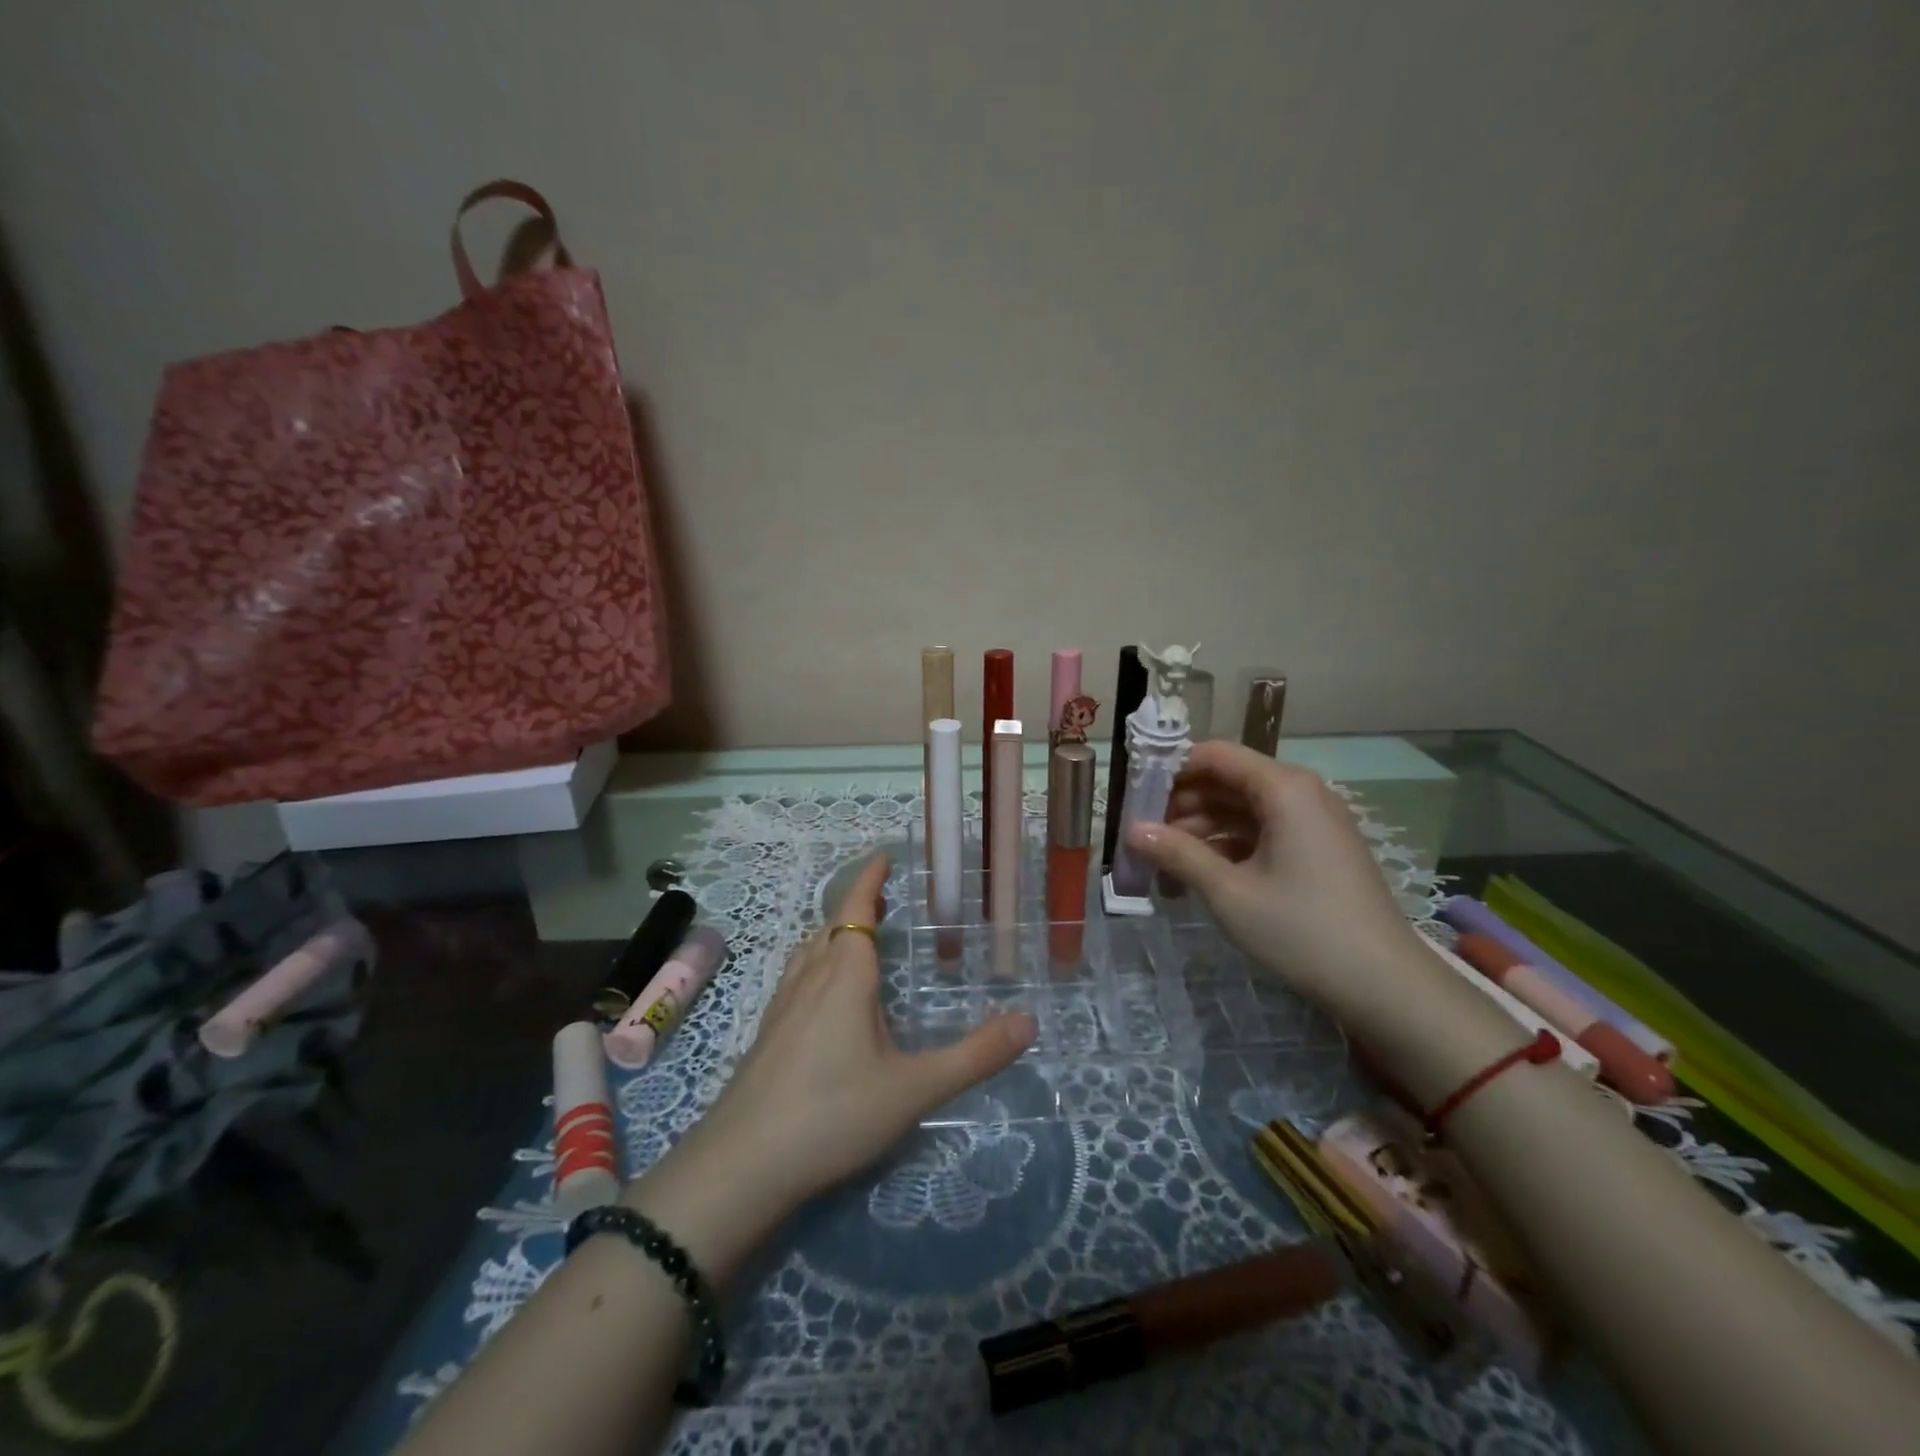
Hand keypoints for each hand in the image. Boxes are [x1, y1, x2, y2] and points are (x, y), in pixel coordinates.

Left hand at [681, 854, 1034, 1213]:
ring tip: (857, 941)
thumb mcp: (914, 1089)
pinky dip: (817, 965)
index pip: (855, 910)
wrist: (742, 1166)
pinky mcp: (767, 1036)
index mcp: (844, 977)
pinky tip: (824, 999)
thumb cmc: (833, 1114)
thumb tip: (1029, 1021)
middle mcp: (809, 981)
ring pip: (809, 953)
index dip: (869, 880)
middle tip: (885, 902)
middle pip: (831, 928)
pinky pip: (796, 980)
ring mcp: (781, 1008)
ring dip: (834, 935)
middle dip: (857, 908)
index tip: (883, 856)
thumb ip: (974, 1057)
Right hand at [1123, 741, 1432, 1018]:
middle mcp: (1299, 792)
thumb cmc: (1302, 929)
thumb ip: (1177, 854)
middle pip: (1225, 781)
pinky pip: (1259, 833)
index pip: (1214, 755)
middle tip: (1142, 838)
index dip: (1169, 770)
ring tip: (1162, 867)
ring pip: (1239, 810)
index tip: (1133, 798)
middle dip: (1180, 806)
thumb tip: (1131, 831)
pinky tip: (1197, 877)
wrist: (1385, 986)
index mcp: (1283, 787)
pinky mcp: (1314, 849)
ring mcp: (1309, 822)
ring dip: (1199, 831)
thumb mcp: (1229, 892)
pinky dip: (1226, 848)